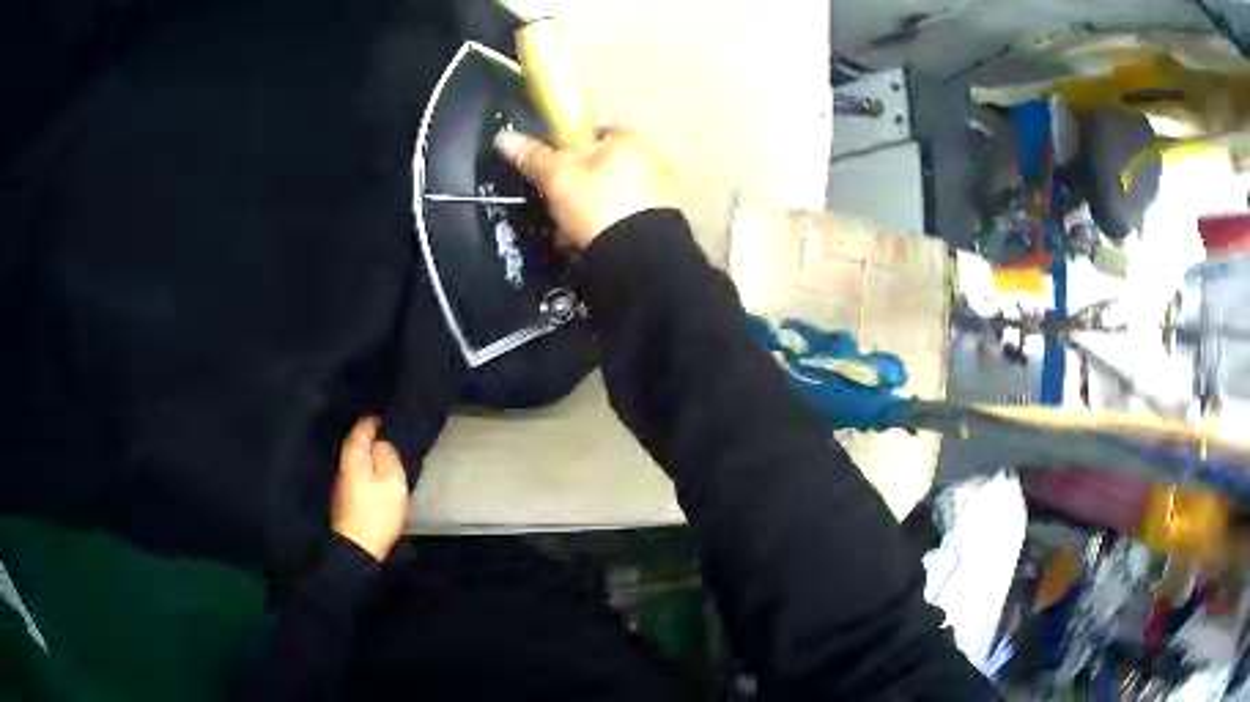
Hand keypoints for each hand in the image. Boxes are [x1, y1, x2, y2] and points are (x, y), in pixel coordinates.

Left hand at [331, 416, 408, 561]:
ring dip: (371, 457)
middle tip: (391, 436)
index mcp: (353, 457)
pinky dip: (369, 473)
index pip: (361, 429)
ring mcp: (343, 485)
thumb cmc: (377, 511)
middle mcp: (344, 466)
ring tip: (389, 457)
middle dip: (372, 439)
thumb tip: (381, 442)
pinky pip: (359, 477)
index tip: (389, 418)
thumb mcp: (391, 480)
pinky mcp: (347, 501)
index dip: (375, 421)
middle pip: (357, 445)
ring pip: (357, 462)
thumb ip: (387, 456)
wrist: (358, 547)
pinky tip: (380, 479)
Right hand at [493, 128, 676, 248]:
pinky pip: (625, 219)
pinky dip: (606, 228)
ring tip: (570, 237)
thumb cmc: (598, 205)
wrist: (639, 258)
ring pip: (610, 197)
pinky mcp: (662, 221)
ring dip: (588, 214)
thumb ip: (533, 157)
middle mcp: (651, 159)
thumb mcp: (557, 178)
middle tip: (557, 211)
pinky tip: (591, 246)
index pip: (591, 133)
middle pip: (600, 168)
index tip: (551, 174)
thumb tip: (504, 138)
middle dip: (575, 190)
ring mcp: (660, 191)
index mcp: (628, 138)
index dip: (567, 153)